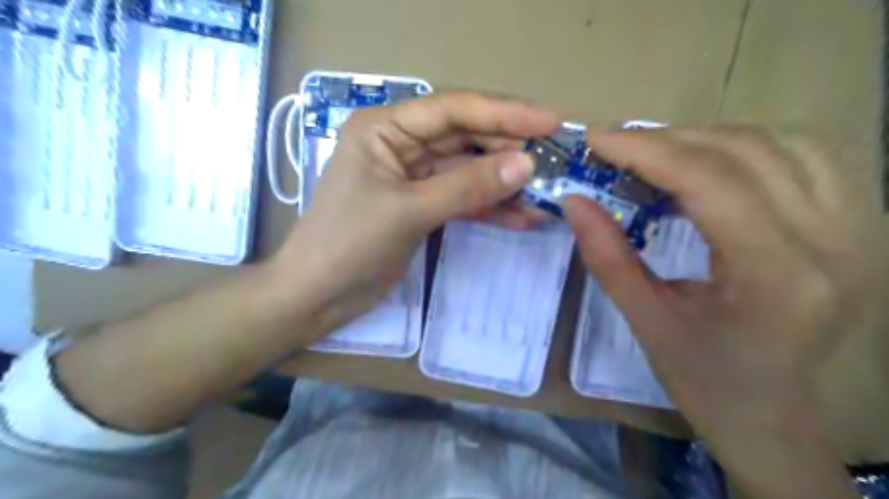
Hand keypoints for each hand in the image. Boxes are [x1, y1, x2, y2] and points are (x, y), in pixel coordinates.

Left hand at [274, 92, 557, 334]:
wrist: (318, 295)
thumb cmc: (348, 244)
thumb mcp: (409, 210)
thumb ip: (467, 186)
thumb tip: (526, 164)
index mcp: (385, 128)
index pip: (453, 109)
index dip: (505, 113)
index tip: (551, 122)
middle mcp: (401, 143)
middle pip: (466, 137)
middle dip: (509, 150)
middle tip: (554, 162)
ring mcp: (414, 175)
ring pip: (469, 170)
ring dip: (504, 183)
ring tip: (545, 195)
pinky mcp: (423, 204)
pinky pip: (463, 198)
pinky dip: (490, 207)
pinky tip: (522, 217)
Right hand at [566, 125, 884, 494]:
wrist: (789, 429)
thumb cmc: (713, 387)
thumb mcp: (649, 324)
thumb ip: (608, 257)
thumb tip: (575, 202)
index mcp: (776, 274)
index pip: (709, 179)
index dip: (646, 149)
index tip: (598, 139)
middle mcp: (836, 241)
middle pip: (746, 151)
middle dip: (670, 139)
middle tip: (618, 147)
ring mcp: (864, 232)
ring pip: (787, 143)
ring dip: (713, 137)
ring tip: (662, 152)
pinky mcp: (865, 232)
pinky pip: (816, 159)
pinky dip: (758, 146)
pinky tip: (720, 163)